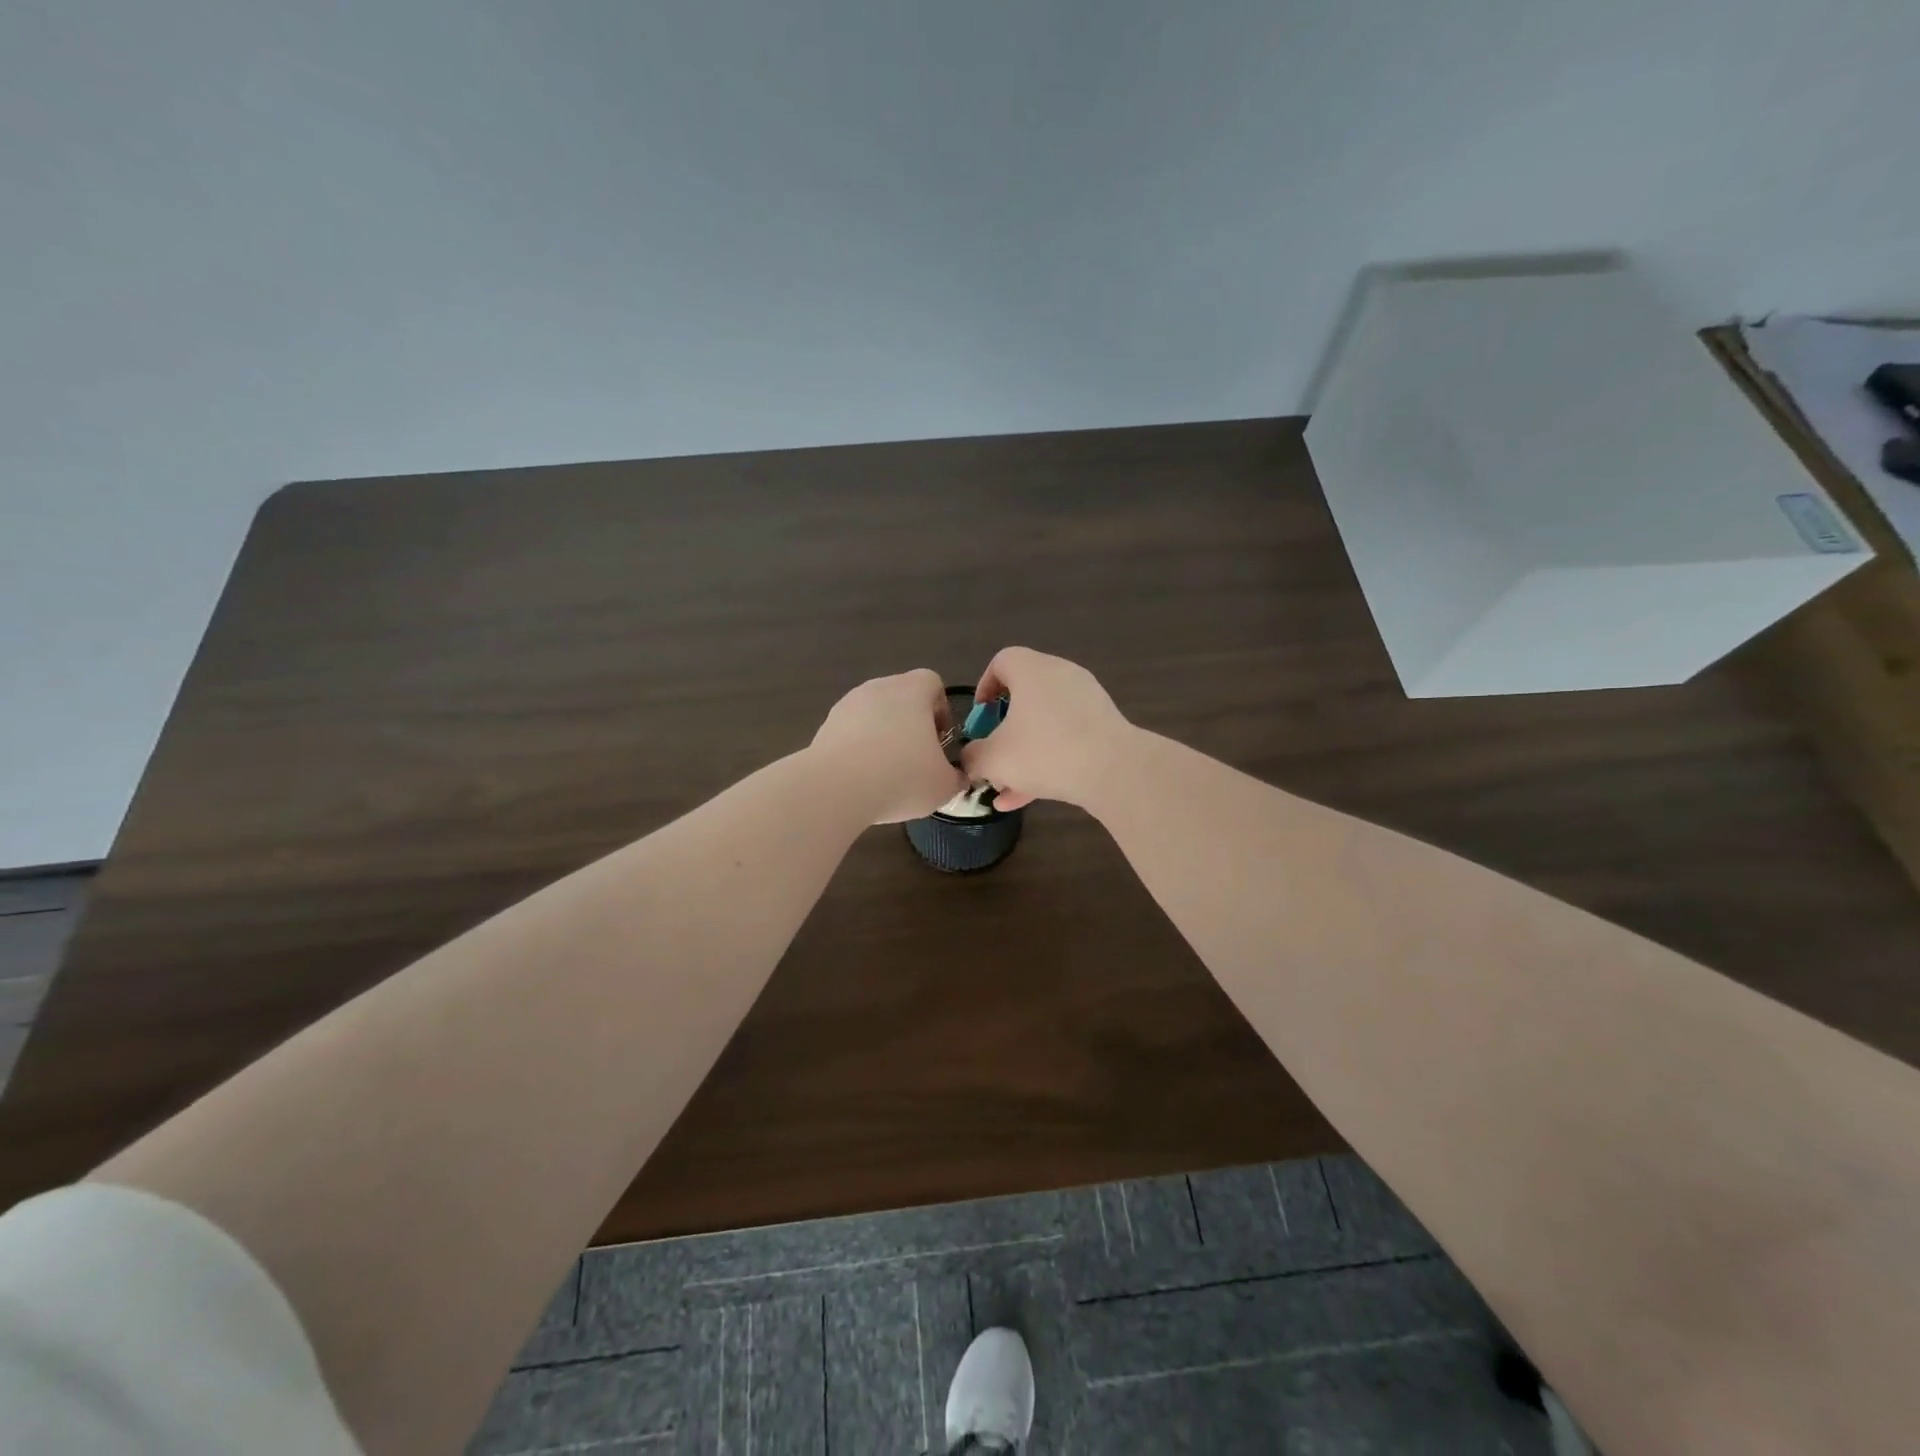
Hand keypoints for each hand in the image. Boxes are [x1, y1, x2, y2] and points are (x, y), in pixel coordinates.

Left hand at [811, 669, 967, 823]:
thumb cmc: (902, 777)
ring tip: (886, 773)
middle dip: (911, 725)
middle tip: (917, 759)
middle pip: (901, 698)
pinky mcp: (825, 726)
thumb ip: (956, 777)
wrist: (836, 789)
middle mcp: (879, 688)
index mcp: (912, 691)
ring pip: (874, 715)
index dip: (941, 709)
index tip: (941, 740)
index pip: (932, 683)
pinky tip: (862, 779)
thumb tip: (956, 778)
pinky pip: (850, 732)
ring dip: (883, 737)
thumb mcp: (943, 785)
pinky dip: (859, 749)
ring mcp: (847, 705)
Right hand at [960, 647, 1134, 811]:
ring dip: (1024, 752)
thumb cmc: (1044, 752)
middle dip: (1004, 729)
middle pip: (1024, 696)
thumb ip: (973, 757)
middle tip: (992, 753)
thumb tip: (970, 759)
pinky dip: (1047, 761)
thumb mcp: (994, 759)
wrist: (1113, 771)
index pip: (1002, 661)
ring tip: (1006, 787)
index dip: (985, 686)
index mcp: (1032, 670)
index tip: (980, 716)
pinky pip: (1067, 739)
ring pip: (1045, 723)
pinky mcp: (1104, 726)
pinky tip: (1028, 797)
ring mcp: (1087, 701)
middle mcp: (1061, 675)